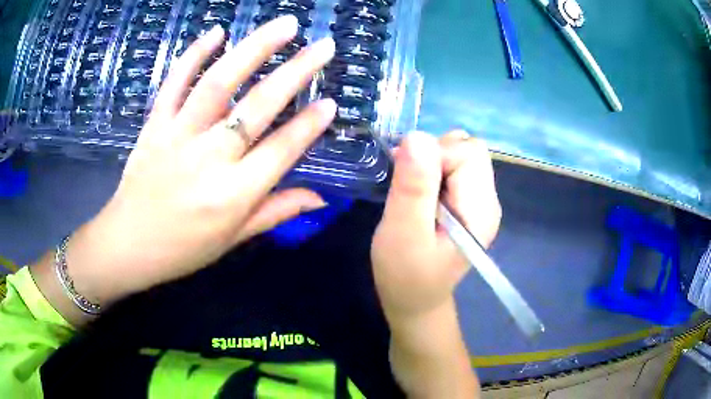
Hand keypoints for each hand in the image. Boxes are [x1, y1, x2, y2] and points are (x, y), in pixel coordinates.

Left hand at [35, 16, 337, 316]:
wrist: (128, 244)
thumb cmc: (183, 249)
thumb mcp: (233, 239)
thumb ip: (276, 212)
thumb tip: (320, 198)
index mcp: (232, 195)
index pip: (281, 150)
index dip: (309, 125)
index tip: (331, 102)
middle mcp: (208, 159)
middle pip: (257, 107)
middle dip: (296, 72)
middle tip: (323, 46)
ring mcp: (177, 135)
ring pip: (219, 83)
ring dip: (254, 48)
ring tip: (285, 25)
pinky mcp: (154, 125)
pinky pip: (174, 82)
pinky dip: (194, 54)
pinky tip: (217, 31)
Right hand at [371, 131, 499, 397]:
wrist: (415, 301)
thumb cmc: (405, 275)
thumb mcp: (402, 233)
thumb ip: (413, 187)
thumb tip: (417, 136)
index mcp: (480, 209)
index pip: (468, 153)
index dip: (434, 156)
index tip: (407, 182)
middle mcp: (488, 200)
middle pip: (469, 149)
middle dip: (434, 155)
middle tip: (408, 185)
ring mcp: (479, 201)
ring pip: (461, 153)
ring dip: (432, 161)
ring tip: (413, 191)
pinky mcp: (467, 202)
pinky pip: (454, 167)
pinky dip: (433, 169)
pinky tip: (420, 194)